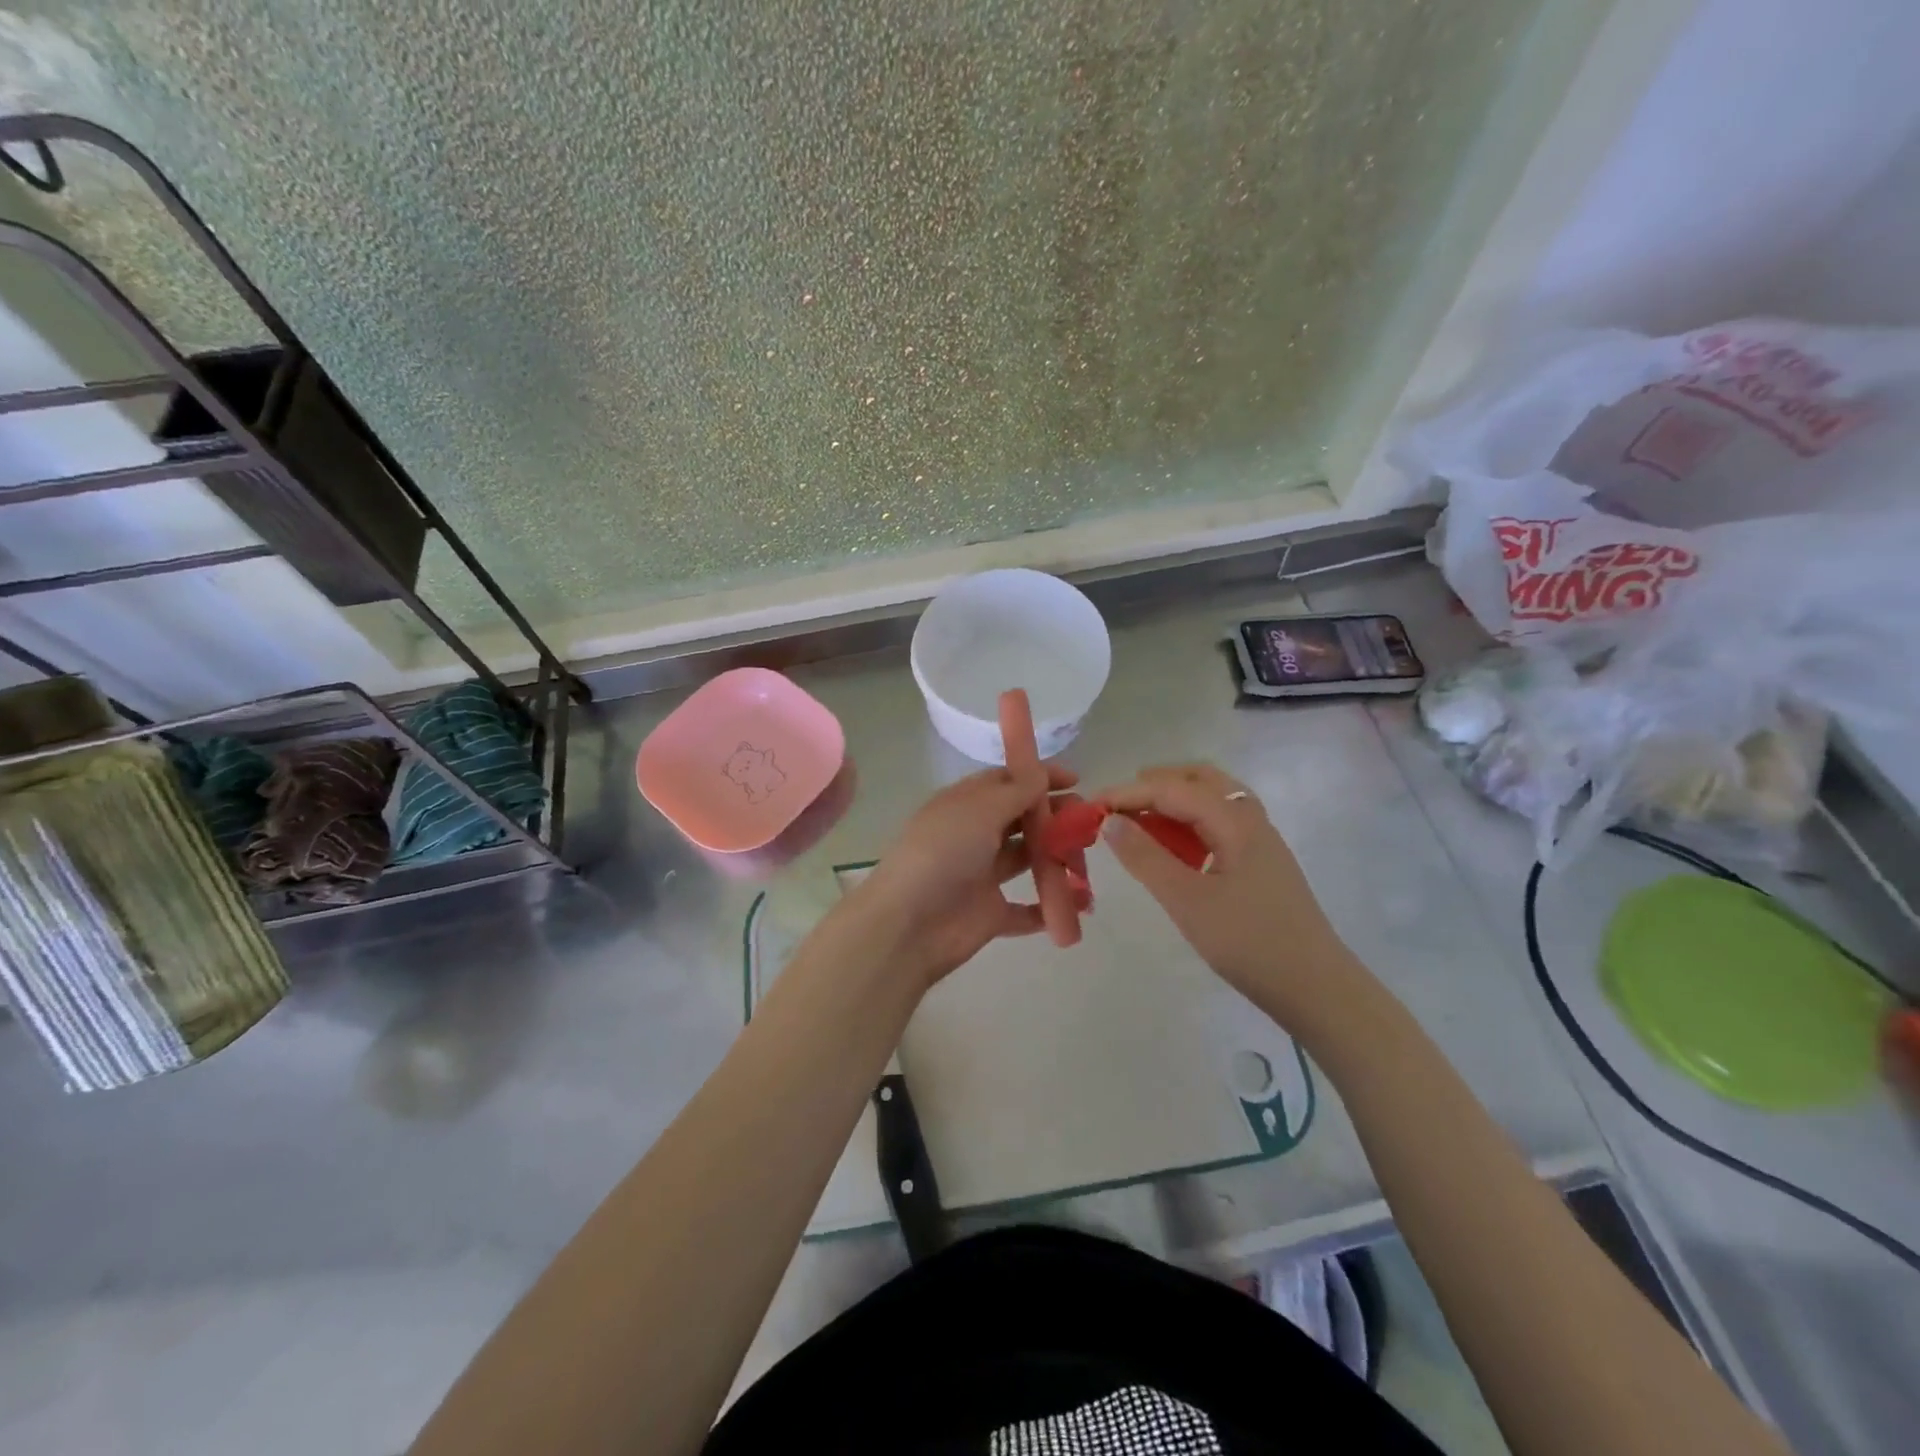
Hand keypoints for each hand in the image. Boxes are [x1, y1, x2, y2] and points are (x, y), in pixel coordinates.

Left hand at [845, 762, 1084, 989]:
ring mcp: (982, 875)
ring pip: (1028, 860)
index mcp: (964, 805)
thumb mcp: (979, 810)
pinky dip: (1051, 906)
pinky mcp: (991, 913)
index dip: (1040, 778)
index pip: (1006, 782)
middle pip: (1022, 820)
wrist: (909, 924)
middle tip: (1086, 823)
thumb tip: (1041, 771)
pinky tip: (1078, 903)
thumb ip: (1016, 791)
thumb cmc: (942, 853)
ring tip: (1085, 860)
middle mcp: (974, 836)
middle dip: (1055, 818)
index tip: (1075, 779)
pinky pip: (1027, 909)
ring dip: (1058, 859)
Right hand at [1097, 763, 1351, 1007]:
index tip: (1091, 805)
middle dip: (1156, 784)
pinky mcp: (1261, 864)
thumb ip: (1146, 857)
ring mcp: (1260, 841)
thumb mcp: (1187, 901)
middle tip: (1118, 803)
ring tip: (1140, 821)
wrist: (1317, 989)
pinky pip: (1220, 825)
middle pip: (1200, 780)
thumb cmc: (1249, 943)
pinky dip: (1190, 823)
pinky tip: (1174, 848)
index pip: (1173, 789)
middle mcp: (1251, 820)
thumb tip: (1110, 821)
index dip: (1129, 793)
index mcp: (1235, 821)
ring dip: (1175, 801)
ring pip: (1213, 801)